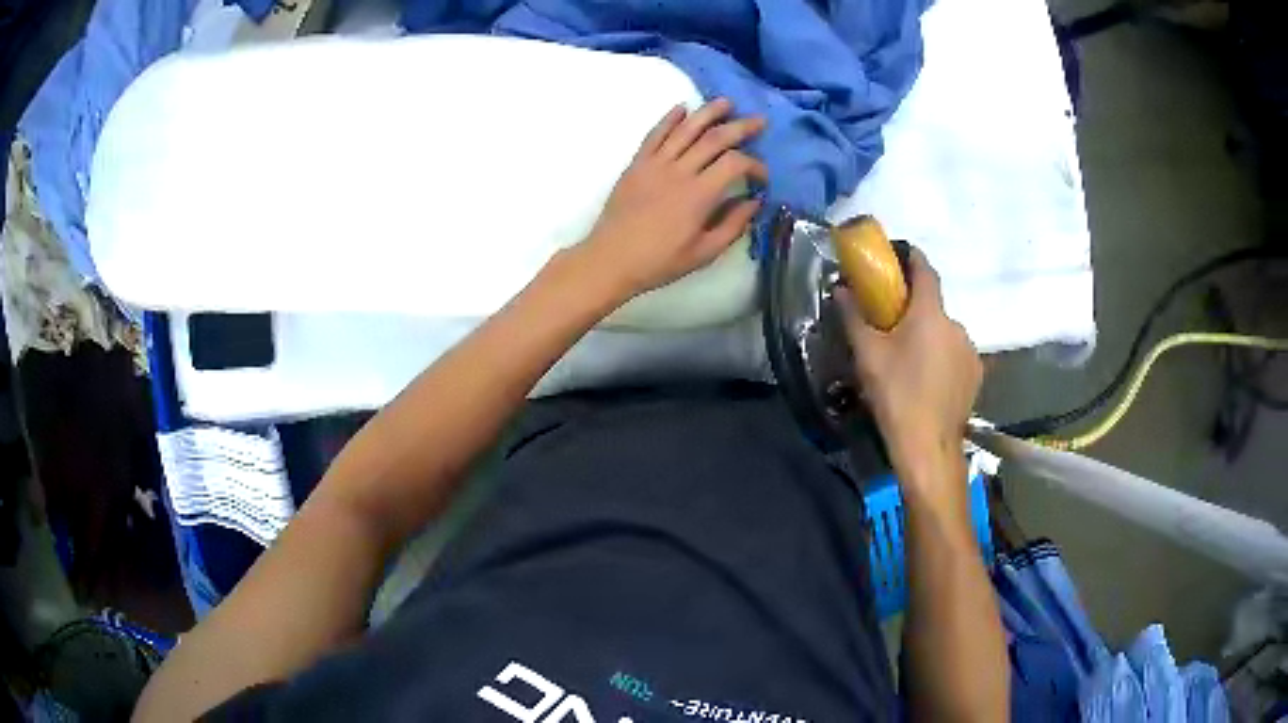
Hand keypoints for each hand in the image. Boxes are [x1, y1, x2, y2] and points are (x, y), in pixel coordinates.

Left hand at [581, 98, 766, 298]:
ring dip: (708, 112)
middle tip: (758, 121)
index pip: (735, 164)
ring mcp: (655, 164)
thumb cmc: (659, 262)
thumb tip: (754, 202)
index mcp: (699, 195)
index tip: (762, 177)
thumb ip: (733, 225)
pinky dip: (669, 119)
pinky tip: (682, 108)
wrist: (610, 259)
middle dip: (740, 127)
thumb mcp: (704, 253)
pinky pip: (655, 134)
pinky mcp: (637, 164)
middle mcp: (679, 171)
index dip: (755, 165)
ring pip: (685, 129)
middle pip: (714, 138)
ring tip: (726, 103)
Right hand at [838, 249, 981, 481]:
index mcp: (930, 313)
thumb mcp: (867, 355)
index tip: (900, 254)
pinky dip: (942, 358)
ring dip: (929, 337)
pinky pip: (955, 355)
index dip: (913, 257)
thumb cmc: (896, 395)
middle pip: (934, 306)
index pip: (926, 270)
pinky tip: (928, 380)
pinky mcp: (976, 375)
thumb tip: (840, 290)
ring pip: (945, 333)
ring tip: (910, 360)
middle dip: (915, 310)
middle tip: (893, 326)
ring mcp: (970, 351)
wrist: (928, 446)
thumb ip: (854, 317)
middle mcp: (956, 325)